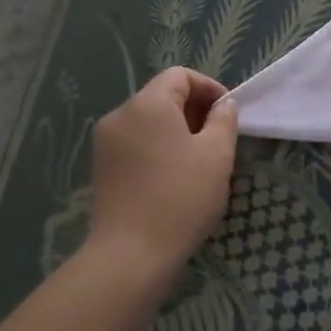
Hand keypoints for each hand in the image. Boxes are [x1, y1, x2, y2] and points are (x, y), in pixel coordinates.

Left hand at [86, 67, 239, 281]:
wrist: (131, 255)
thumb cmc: (181, 197)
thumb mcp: (217, 154)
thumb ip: (224, 120)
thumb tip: (224, 104)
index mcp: (147, 104)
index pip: (180, 76)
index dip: (209, 88)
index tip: (229, 114)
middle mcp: (120, 115)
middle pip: (162, 96)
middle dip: (194, 111)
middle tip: (219, 139)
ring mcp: (106, 143)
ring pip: (149, 122)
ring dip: (177, 131)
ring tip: (200, 161)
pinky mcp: (101, 169)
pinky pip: (136, 144)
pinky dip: (158, 149)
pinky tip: (174, 178)